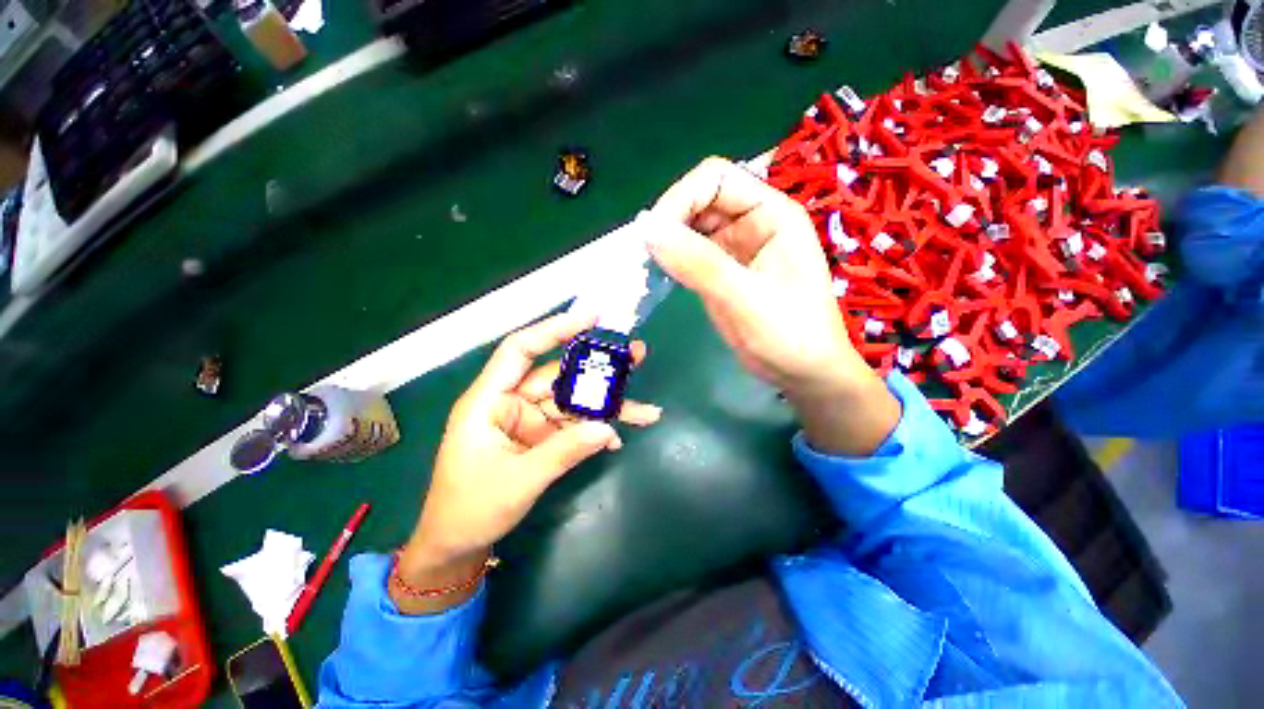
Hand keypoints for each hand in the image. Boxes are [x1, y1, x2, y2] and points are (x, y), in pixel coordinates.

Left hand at [393, 312, 658, 613]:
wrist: (457, 547)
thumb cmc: (471, 509)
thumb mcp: (519, 480)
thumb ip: (564, 451)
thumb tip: (608, 430)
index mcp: (490, 400)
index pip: (520, 350)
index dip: (553, 330)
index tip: (591, 319)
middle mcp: (512, 403)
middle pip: (560, 376)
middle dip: (599, 370)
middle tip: (636, 356)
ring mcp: (530, 421)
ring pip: (574, 403)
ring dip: (607, 407)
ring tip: (645, 411)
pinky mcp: (542, 438)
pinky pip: (574, 427)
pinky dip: (595, 432)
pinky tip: (617, 440)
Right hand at [647, 157, 899, 455]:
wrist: (803, 373)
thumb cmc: (789, 334)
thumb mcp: (744, 298)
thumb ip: (698, 263)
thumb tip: (648, 229)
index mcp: (771, 213)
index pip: (715, 179)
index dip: (680, 198)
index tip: (654, 235)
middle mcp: (752, 222)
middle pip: (699, 200)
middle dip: (670, 221)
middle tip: (646, 255)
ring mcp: (736, 247)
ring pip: (691, 227)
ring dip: (667, 241)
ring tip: (648, 266)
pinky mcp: (723, 271)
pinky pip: (691, 254)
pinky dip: (672, 260)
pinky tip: (660, 274)